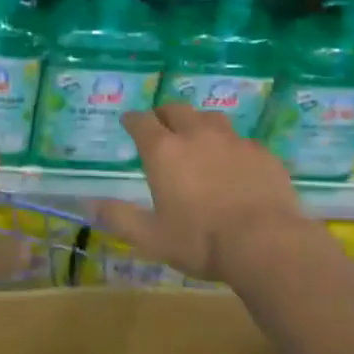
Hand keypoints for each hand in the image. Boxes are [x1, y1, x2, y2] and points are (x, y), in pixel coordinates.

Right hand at [92, 105, 306, 284]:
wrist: (265, 244)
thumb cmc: (200, 241)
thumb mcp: (151, 237)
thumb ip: (119, 217)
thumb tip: (87, 204)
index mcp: (164, 152)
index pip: (142, 122)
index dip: (132, 120)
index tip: (128, 121)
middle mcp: (197, 135)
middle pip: (177, 110)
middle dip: (164, 114)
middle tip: (161, 125)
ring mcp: (233, 141)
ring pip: (210, 118)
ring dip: (198, 123)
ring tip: (197, 136)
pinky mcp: (262, 153)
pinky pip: (241, 140)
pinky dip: (230, 145)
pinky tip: (234, 162)